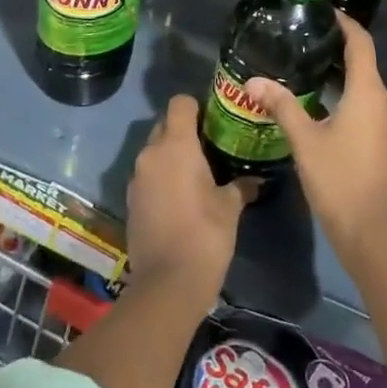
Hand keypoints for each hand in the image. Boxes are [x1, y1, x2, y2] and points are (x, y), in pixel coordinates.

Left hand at [125, 95, 251, 296]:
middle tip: (210, 147)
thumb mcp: (230, 207)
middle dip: (184, 131)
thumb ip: (241, 186)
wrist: (167, 283)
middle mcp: (151, 154)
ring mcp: (136, 178)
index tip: (214, 120)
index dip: (197, 106)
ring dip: (172, 156)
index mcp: (176, 145)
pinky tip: (181, 197)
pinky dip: (162, 178)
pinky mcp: (131, 201)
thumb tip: (256, 180)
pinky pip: (148, 176)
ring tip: (197, 174)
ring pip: (154, 152)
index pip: (180, 103)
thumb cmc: (205, 234)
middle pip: (165, 125)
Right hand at [247, 14, 386, 259]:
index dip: (345, 22)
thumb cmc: (339, 180)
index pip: (361, 43)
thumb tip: (253, 81)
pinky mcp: (385, 140)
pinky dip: (346, 95)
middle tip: (303, 38)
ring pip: (365, 85)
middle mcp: (385, 101)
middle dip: (336, 48)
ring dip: (339, 74)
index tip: (322, 10)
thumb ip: (282, 106)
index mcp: (369, 93)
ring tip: (305, 66)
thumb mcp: (305, 141)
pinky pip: (367, 104)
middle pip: (363, 62)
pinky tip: (320, 102)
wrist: (373, 233)